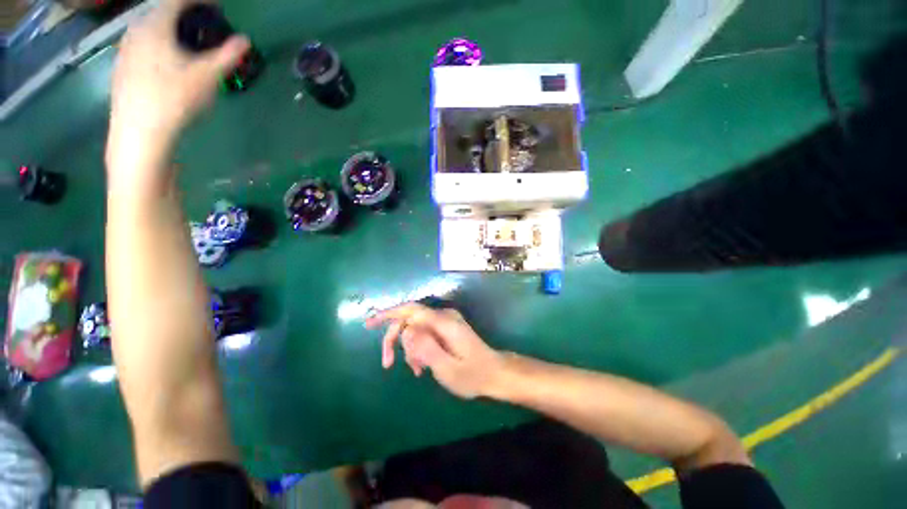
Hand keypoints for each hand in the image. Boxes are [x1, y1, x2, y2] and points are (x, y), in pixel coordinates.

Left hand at [106, 0, 248, 186]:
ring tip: (188, 43)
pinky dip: (159, 44)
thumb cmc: (174, 100)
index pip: (177, 0)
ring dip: (171, 30)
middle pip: (162, 13)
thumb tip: (245, 40)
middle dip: (185, 15)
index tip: (216, 6)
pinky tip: (168, 61)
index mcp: (155, 26)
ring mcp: (126, 50)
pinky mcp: (123, 67)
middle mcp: (136, 31)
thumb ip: (227, 56)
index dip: (198, 0)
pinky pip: (143, 44)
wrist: (139, 132)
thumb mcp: (207, 77)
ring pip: (151, 29)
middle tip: (204, 25)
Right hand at [366, 303, 504, 398]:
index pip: (411, 310)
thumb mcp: (447, 368)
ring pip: (416, 328)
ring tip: (416, 370)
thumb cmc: (472, 375)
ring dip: (409, 348)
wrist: (494, 373)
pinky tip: (422, 365)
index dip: (388, 314)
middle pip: (410, 319)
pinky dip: (419, 348)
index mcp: (444, 322)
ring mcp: (446, 321)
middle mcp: (444, 316)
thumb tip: (405, 331)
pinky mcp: (447, 328)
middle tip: (387, 364)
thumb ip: (425, 348)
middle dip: (396, 339)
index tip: (368, 325)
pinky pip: (425, 333)